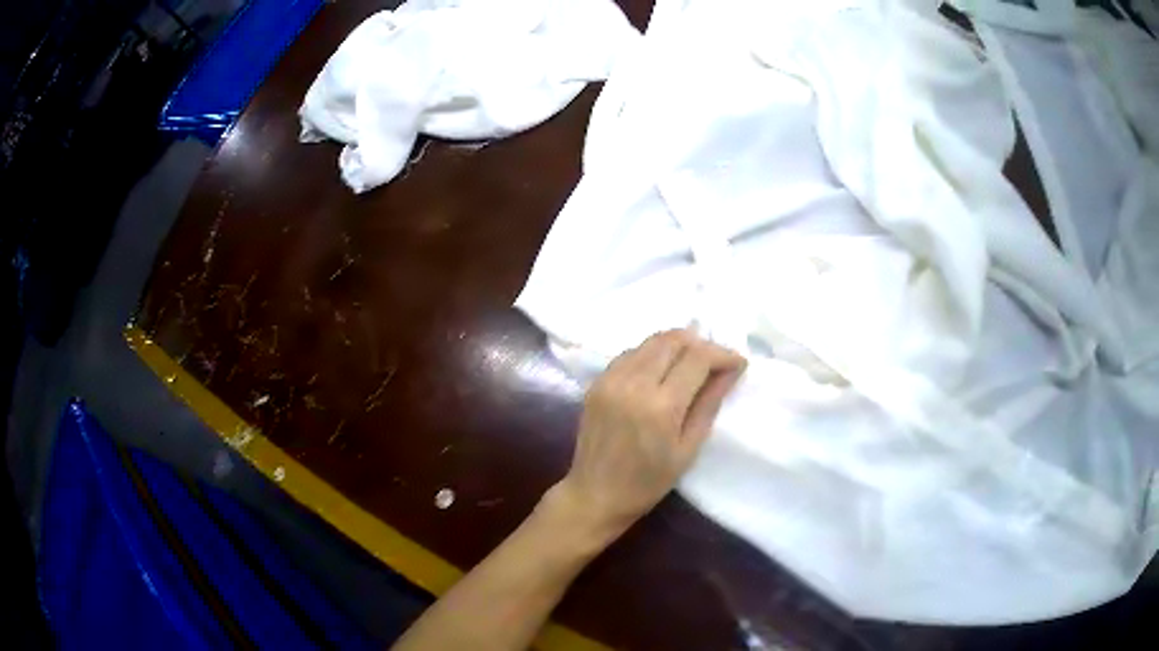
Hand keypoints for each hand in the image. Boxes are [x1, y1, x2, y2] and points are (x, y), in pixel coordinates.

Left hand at [545, 329, 746, 544]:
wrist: (595, 494)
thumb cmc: (648, 482)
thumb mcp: (688, 449)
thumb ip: (709, 404)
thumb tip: (731, 370)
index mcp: (660, 406)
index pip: (697, 357)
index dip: (722, 354)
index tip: (737, 363)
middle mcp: (633, 383)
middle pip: (673, 340)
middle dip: (701, 344)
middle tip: (716, 362)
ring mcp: (611, 379)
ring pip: (651, 342)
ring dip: (676, 345)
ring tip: (692, 364)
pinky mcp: (597, 382)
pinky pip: (630, 353)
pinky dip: (651, 354)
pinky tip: (662, 370)